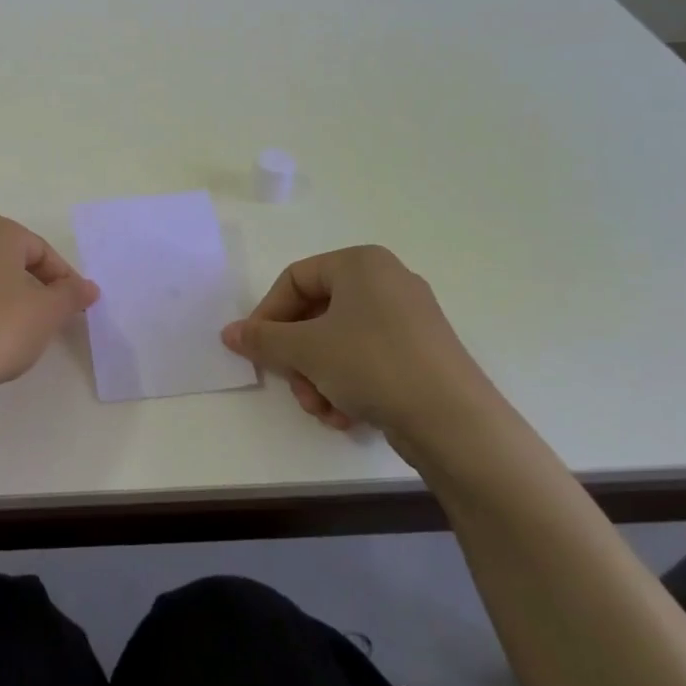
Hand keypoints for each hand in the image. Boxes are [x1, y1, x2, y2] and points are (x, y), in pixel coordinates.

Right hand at [220, 245, 499, 448]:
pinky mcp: (421, 354)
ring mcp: (408, 319)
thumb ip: (262, 339)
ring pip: (338, 342)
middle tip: (294, 387)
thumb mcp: (306, 350)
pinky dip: (347, 385)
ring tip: (322, 409)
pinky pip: (367, 359)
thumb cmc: (373, 364)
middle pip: (316, 314)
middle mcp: (386, 281)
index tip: (254, 349)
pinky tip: (346, 416)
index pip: (295, 279)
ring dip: (318, 377)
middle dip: (297, 357)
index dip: (268, 314)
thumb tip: (230, 333)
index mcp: (361, 263)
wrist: (455, 423)